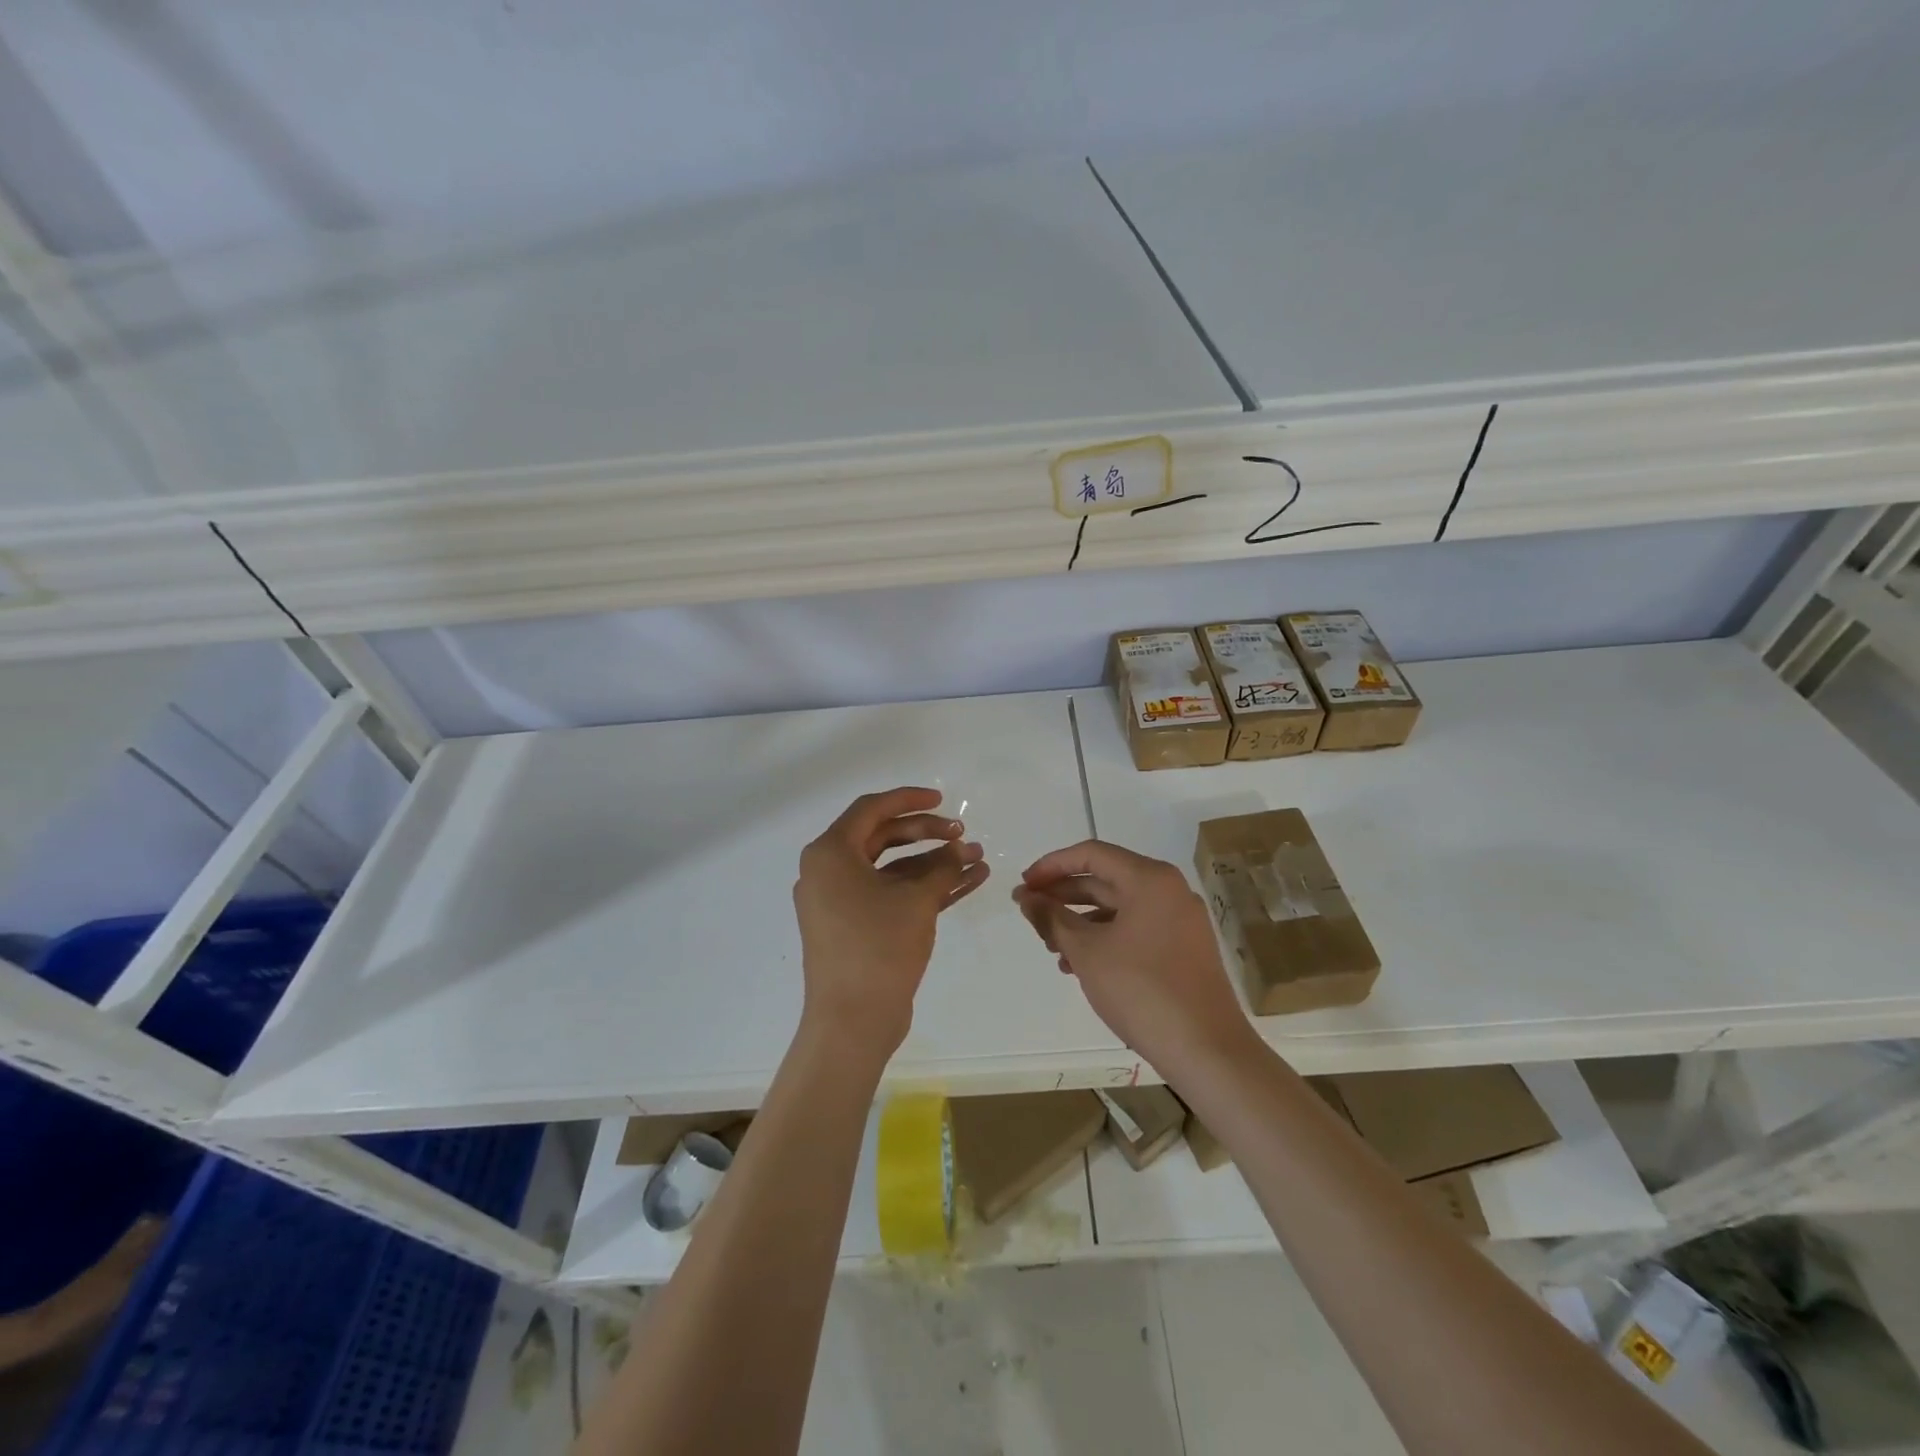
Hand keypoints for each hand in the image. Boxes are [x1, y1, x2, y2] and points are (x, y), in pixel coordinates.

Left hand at [793, 787, 988, 1058]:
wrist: (852, 1021)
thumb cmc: (878, 947)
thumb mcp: (917, 900)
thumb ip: (943, 866)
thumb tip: (963, 849)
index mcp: (830, 853)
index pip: (871, 809)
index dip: (910, 799)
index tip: (943, 800)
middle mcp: (829, 871)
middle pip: (883, 837)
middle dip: (927, 834)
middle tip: (963, 835)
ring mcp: (840, 901)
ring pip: (892, 869)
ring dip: (933, 864)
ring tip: (977, 861)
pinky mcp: (855, 927)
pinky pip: (891, 895)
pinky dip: (924, 889)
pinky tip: (967, 884)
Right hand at [1012, 840, 1252, 1075]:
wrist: (1207, 1051)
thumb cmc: (1141, 990)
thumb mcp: (1086, 951)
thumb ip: (1051, 918)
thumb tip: (1026, 898)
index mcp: (1150, 879)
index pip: (1091, 854)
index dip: (1051, 865)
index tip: (1024, 886)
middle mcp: (1169, 891)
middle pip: (1106, 879)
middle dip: (1063, 896)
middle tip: (1030, 914)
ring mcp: (1180, 921)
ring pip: (1119, 908)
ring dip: (1080, 921)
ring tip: (1050, 947)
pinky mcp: (1183, 949)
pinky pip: (1135, 930)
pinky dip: (1104, 939)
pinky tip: (1078, 966)